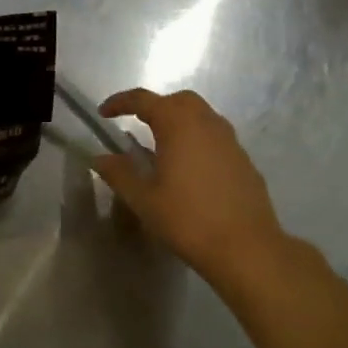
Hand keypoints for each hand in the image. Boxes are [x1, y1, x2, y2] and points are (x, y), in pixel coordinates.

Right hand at [94, 88, 286, 283]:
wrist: (246, 247)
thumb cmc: (188, 220)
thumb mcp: (144, 199)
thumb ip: (119, 173)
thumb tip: (101, 158)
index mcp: (178, 125)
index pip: (144, 100)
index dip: (121, 102)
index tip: (103, 113)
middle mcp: (207, 123)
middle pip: (178, 101)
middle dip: (155, 107)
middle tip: (136, 125)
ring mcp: (230, 140)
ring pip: (201, 116)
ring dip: (178, 122)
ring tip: (162, 147)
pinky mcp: (244, 160)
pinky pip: (216, 137)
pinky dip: (197, 140)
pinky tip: (190, 169)